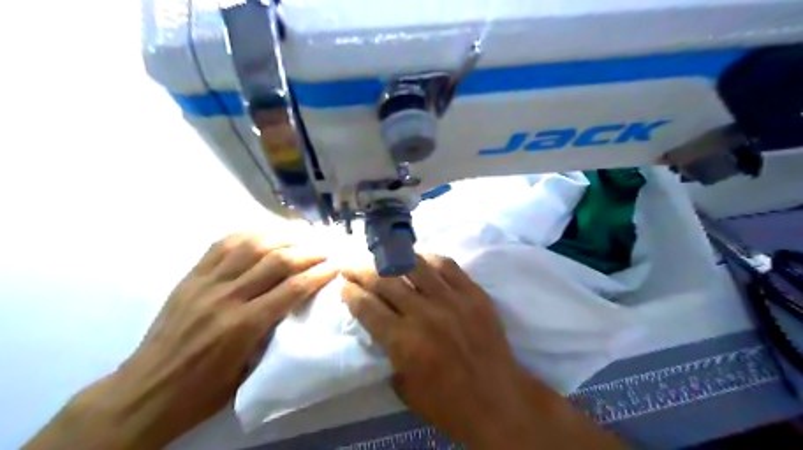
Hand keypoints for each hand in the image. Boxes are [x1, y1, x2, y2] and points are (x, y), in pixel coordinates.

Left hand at [24, 231, 335, 448]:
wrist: (146, 391)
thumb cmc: (203, 391)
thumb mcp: (249, 370)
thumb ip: (272, 332)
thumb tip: (294, 305)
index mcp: (243, 326)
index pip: (292, 288)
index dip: (319, 274)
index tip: (336, 266)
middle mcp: (226, 297)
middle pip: (276, 260)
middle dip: (308, 251)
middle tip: (325, 249)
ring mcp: (206, 283)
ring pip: (251, 245)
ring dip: (282, 237)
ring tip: (301, 236)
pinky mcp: (191, 277)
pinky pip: (222, 244)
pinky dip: (249, 235)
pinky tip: (265, 234)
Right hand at [341, 257, 623, 448]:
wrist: (498, 399)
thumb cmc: (448, 403)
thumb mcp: (404, 388)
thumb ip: (389, 353)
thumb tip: (381, 327)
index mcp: (404, 341)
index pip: (367, 307)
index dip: (351, 293)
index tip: (344, 285)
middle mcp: (424, 314)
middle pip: (385, 281)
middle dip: (362, 271)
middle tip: (352, 265)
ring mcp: (452, 300)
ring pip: (414, 266)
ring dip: (392, 258)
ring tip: (381, 256)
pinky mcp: (473, 293)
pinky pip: (448, 265)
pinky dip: (429, 258)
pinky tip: (418, 257)